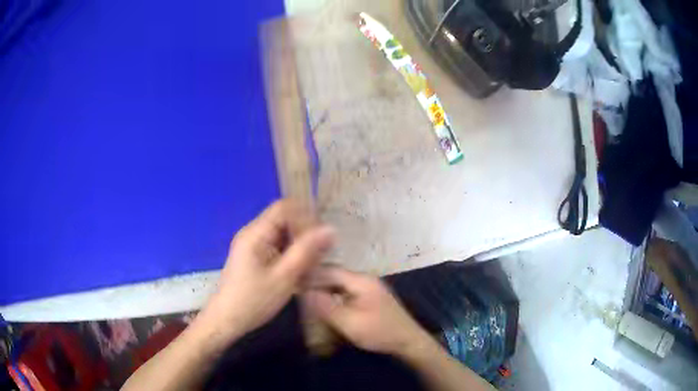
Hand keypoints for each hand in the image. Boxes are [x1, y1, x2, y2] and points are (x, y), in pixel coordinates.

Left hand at [201, 200, 333, 340]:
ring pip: (283, 234)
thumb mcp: (284, 277)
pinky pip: (277, 246)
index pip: (285, 208)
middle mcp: (252, 233)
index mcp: (255, 233)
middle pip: (284, 219)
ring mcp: (252, 244)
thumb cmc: (254, 300)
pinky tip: (297, 272)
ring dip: (299, 246)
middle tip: (318, 256)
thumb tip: (330, 229)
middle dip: (304, 234)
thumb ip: (307, 251)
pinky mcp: (254, 256)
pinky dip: (290, 254)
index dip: (306, 218)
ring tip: (310, 266)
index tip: (320, 240)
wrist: (227, 320)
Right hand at [303, 266, 430, 357]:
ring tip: (306, 298)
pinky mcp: (371, 297)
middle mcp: (365, 279)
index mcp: (360, 280)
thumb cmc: (380, 332)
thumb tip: (304, 290)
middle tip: (297, 291)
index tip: (292, 281)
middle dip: (315, 282)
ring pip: (339, 283)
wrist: (409, 341)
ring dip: (324, 289)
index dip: (309, 274)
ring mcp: (369, 288)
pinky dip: (334, 296)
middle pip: (334, 275)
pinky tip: (325, 305)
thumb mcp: (349, 322)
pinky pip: (346, 292)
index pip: (328, 270)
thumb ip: (326, 306)